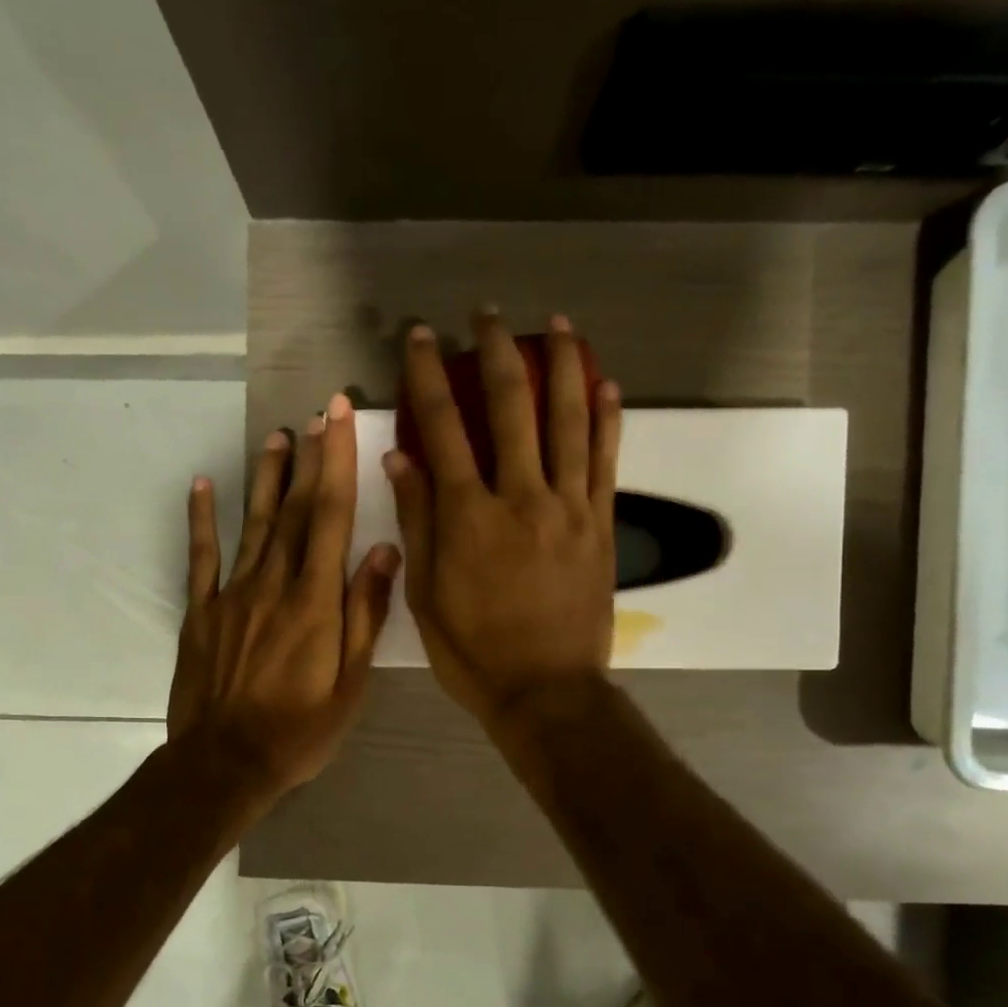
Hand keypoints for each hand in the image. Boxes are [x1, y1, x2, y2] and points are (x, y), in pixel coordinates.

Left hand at [167, 394, 401, 801]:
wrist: (225, 763)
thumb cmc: (300, 730)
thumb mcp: (350, 683)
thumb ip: (365, 615)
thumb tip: (383, 552)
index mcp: (315, 601)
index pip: (332, 517)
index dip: (336, 463)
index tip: (338, 417)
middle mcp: (274, 584)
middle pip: (296, 511)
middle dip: (309, 458)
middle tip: (316, 412)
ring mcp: (232, 595)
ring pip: (254, 524)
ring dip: (267, 478)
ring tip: (276, 436)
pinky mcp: (201, 612)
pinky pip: (202, 557)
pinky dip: (203, 519)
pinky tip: (205, 486)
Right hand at [385, 310, 621, 731]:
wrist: (546, 691)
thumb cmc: (474, 652)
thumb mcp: (425, 595)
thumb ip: (416, 521)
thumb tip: (401, 456)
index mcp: (468, 516)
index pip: (443, 427)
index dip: (427, 375)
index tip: (420, 337)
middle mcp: (520, 496)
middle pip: (509, 406)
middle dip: (495, 351)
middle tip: (487, 315)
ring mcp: (568, 507)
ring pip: (567, 419)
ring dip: (561, 366)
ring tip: (557, 325)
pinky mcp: (600, 524)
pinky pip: (606, 460)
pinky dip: (606, 417)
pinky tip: (605, 384)